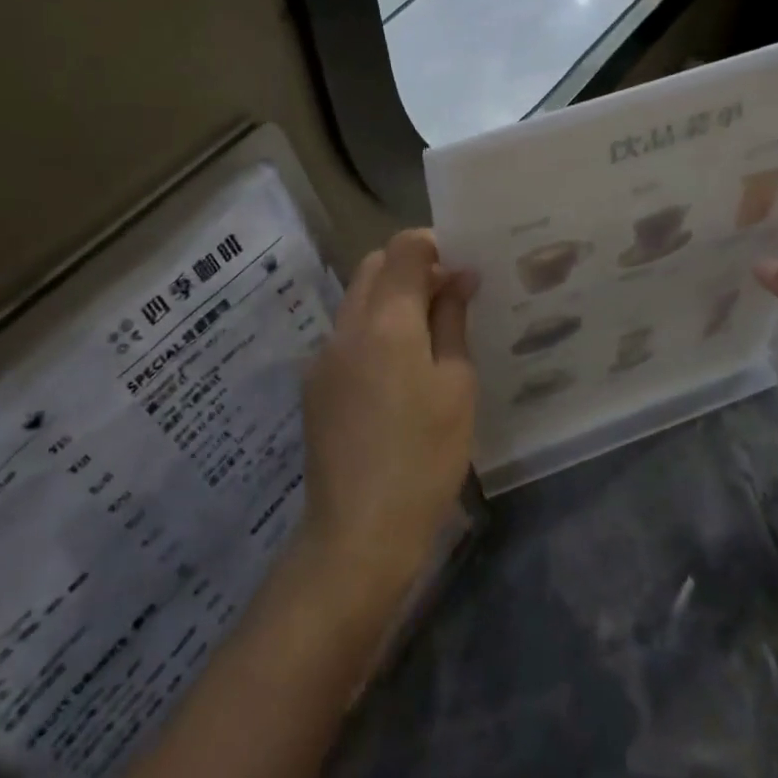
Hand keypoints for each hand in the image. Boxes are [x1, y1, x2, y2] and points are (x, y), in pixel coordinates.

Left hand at [299, 230, 477, 592]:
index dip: (435, 245)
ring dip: (391, 299)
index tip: (463, 268)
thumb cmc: (424, 457)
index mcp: (386, 320)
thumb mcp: (457, 386)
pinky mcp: (314, 385)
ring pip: (357, 299)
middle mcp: (346, 326)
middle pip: (373, 266)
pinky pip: (347, 335)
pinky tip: (398, 372)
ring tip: (428, 335)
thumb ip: (453, 322)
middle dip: (411, 267)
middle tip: (450, 298)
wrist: (358, 533)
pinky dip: (374, 330)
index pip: (403, 248)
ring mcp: (323, 356)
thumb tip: (458, 277)